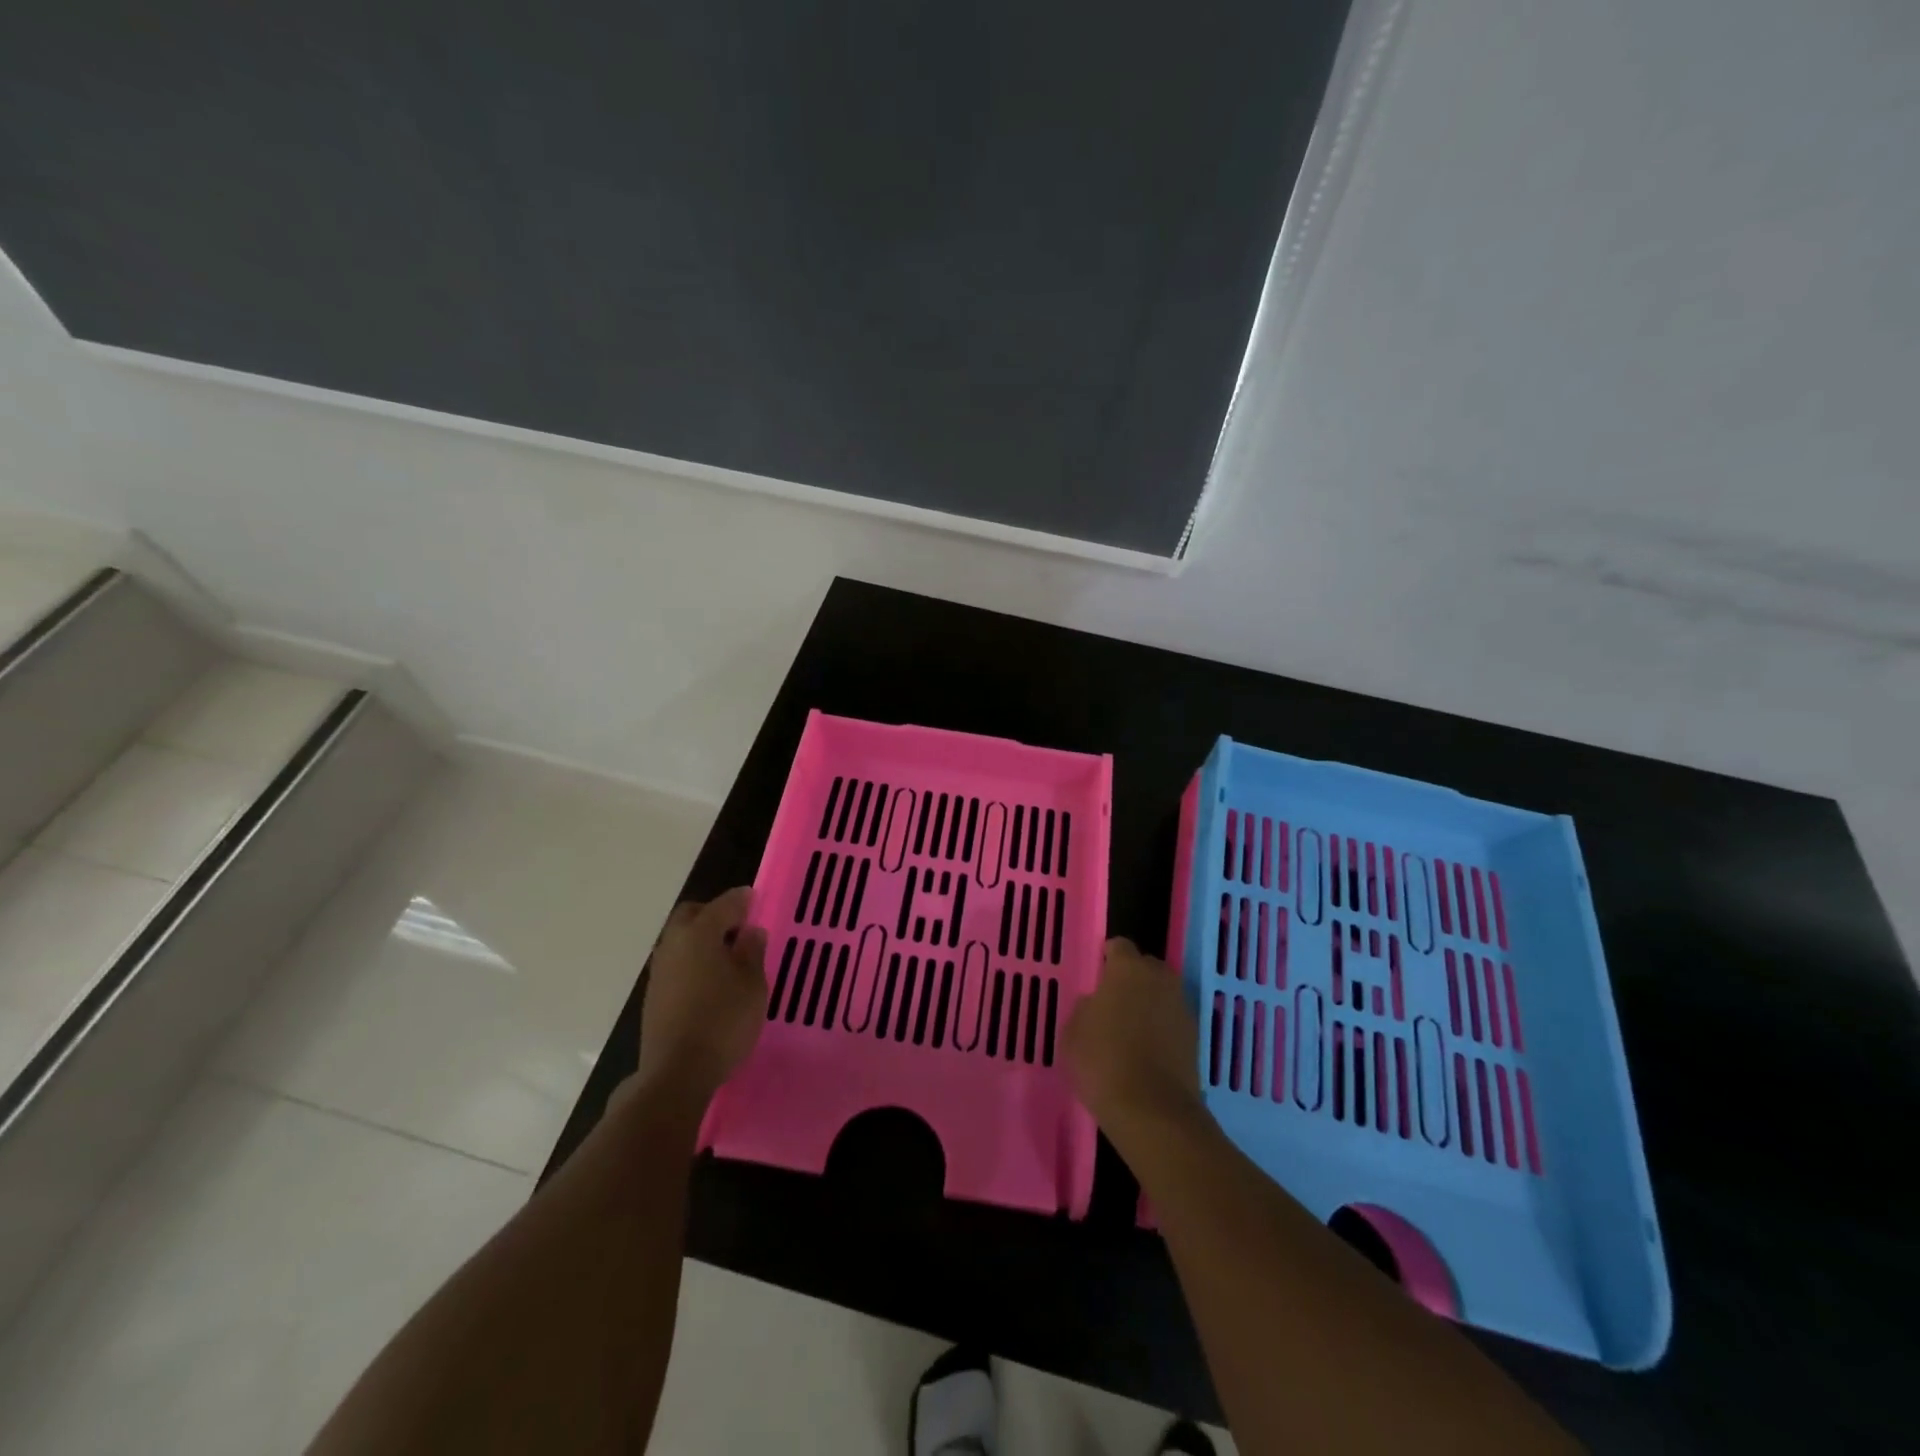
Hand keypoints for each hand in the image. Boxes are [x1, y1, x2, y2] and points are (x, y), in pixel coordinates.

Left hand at [634, 888, 767, 1100]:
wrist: (676, 1073)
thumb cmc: (723, 1021)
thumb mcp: (752, 985)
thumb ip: (752, 953)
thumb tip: (750, 932)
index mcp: (699, 934)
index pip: (723, 904)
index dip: (741, 899)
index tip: (754, 897)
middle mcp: (674, 944)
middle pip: (691, 915)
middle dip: (713, 913)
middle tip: (738, 926)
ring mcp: (659, 971)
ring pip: (680, 940)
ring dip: (701, 939)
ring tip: (727, 955)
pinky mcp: (654, 996)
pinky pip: (676, 963)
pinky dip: (693, 961)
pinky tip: (710, 980)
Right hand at [1064, 938, 1205, 1143]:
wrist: (1152, 1110)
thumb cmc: (1103, 1062)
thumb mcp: (1073, 1031)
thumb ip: (1086, 1007)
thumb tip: (1098, 1004)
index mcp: (1128, 968)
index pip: (1118, 946)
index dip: (1106, 958)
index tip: (1096, 976)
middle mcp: (1160, 978)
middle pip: (1145, 967)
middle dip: (1131, 978)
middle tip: (1112, 1002)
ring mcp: (1182, 1007)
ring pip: (1162, 993)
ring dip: (1148, 1003)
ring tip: (1130, 1028)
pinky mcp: (1195, 1037)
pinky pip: (1172, 1020)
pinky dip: (1162, 1027)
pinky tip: (1147, 1050)